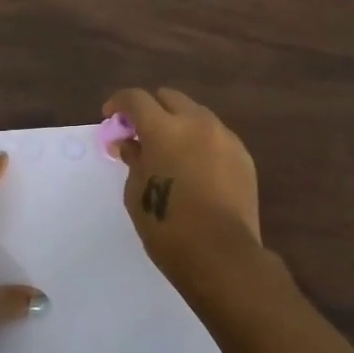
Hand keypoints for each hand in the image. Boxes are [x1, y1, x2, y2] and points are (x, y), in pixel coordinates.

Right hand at [102, 88, 277, 297]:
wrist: (222, 254)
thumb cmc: (167, 226)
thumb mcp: (137, 192)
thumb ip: (133, 159)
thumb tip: (130, 143)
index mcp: (164, 129)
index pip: (136, 99)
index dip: (119, 103)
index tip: (110, 118)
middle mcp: (196, 123)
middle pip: (169, 98)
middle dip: (151, 109)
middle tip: (140, 133)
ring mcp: (224, 137)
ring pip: (196, 114)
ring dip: (178, 124)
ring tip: (170, 151)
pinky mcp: (243, 156)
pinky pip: (216, 136)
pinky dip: (200, 142)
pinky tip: (195, 168)